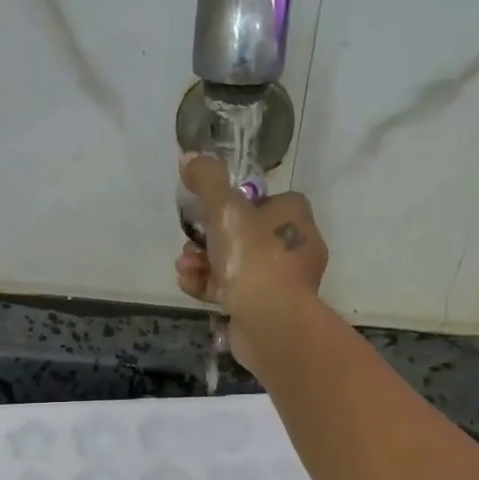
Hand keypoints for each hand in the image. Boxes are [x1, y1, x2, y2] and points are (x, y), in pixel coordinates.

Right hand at [175, 155, 327, 367]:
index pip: (263, 200)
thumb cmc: (254, 258)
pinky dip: (209, 286)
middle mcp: (294, 246)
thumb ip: (207, 180)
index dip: (233, 205)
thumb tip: (189, 158)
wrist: (271, 321)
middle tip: (189, 243)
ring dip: (202, 262)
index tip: (207, 212)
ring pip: (235, 264)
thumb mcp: (225, 209)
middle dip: (208, 238)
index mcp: (294, 216)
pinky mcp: (267, 309)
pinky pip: (234, 291)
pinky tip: (189, 284)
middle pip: (243, 234)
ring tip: (184, 266)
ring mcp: (282, 281)